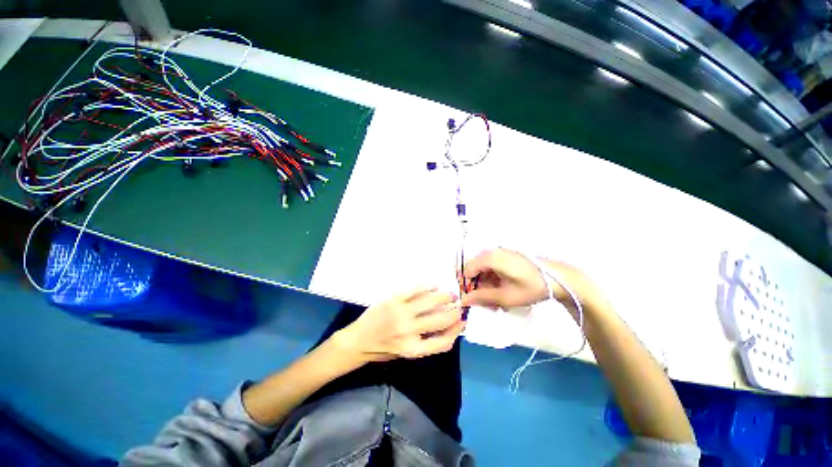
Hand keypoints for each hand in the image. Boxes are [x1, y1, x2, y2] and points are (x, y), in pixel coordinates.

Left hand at [337, 288, 465, 361]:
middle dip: (455, 312)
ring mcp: (401, 313)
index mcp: (413, 349)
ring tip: (450, 294)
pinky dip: (427, 287)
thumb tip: (447, 328)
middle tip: (459, 305)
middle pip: (441, 320)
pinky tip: (433, 286)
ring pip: (430, 302)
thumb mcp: (406, 353)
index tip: (463, 322)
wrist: (357, 341)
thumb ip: (426, 343)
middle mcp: (409, 332)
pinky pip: (415, 290)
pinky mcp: (393, 300)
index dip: (457, 331)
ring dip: (444, 297)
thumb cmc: (382, 349)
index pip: (443, 342)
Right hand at [460, 249, 598, 310]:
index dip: (466, 287)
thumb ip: (481, 298)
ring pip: (484, 272)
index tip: (471, 302)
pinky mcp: (507, 258)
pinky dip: (494, 282)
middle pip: (475, 271)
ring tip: (498, 304)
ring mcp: (500, 254)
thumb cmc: (531, 287)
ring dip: (487, 288)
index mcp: (488, 258)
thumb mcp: (504, 296)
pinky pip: (493, 269)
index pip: (466, 271)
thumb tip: (462, 301)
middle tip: (488, 306)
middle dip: (478, 289)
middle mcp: (491, 252)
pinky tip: (503, 294)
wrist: (559, 278)